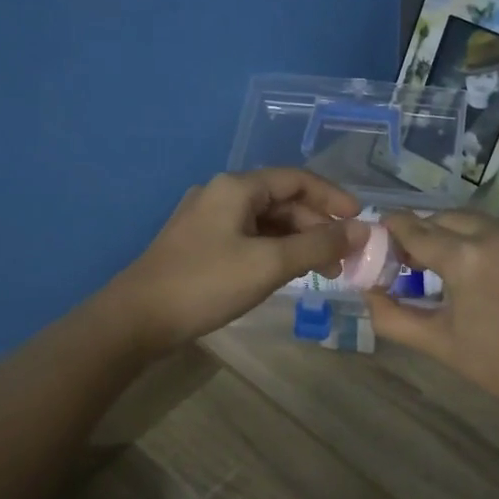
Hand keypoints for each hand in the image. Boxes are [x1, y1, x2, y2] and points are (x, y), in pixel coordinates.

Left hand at [106, 169, 364, 351]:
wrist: (136, 320)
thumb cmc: (205, 284)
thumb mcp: (269, 264)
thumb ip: (319, 246)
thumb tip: (362, 230)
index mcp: (236, 187)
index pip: (297, 179)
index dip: (333, 198)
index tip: (360, 221)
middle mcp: (221, 194)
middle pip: (282, 201)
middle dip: (317, 226)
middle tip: (343, 258)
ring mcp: (207, 219)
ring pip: (266, 222)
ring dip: (297, 241)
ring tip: (322, 271)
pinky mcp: (199, 245)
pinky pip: (249, 238)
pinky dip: (274, 251)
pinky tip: (287, 273)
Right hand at [364, 211, 498, 406]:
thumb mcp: (438, 343)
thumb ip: (392, 316)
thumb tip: (367, 292)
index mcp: (467, 258)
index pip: (415, 230)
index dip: (392, 230)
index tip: (377, 234)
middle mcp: (496, 233)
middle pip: (443, 219)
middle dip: (422, 233)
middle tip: (406, 259)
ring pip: (473, 221)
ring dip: (451, 234)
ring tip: (440, 264)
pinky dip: (480, 240)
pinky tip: (476, 268)